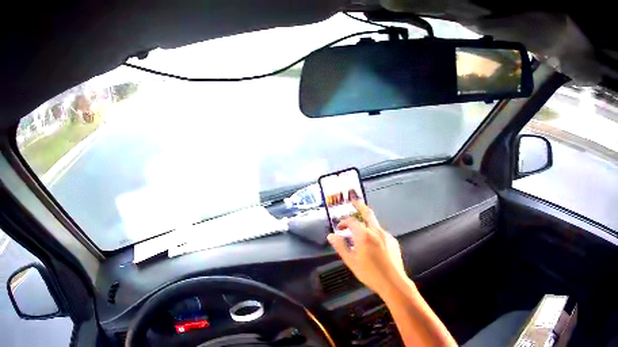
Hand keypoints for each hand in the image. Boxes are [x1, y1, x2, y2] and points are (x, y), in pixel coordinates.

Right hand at [327, 201, 410, 295]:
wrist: (392, 281)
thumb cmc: (369, 273)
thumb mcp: (351, 261)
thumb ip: (341, 247)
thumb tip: (331, 236)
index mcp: (364, 235)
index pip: (351, 222)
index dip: (344, 222)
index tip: (339, 228)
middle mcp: (376, 231)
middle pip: (368, 213)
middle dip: (360, 206)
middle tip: (354, 200)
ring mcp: (387, 236)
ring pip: (375, 225)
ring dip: (367, 224)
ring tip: (360, 232)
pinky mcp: (393, 242)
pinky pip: (381, 234)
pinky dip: (374, 234)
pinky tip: (372, 245)